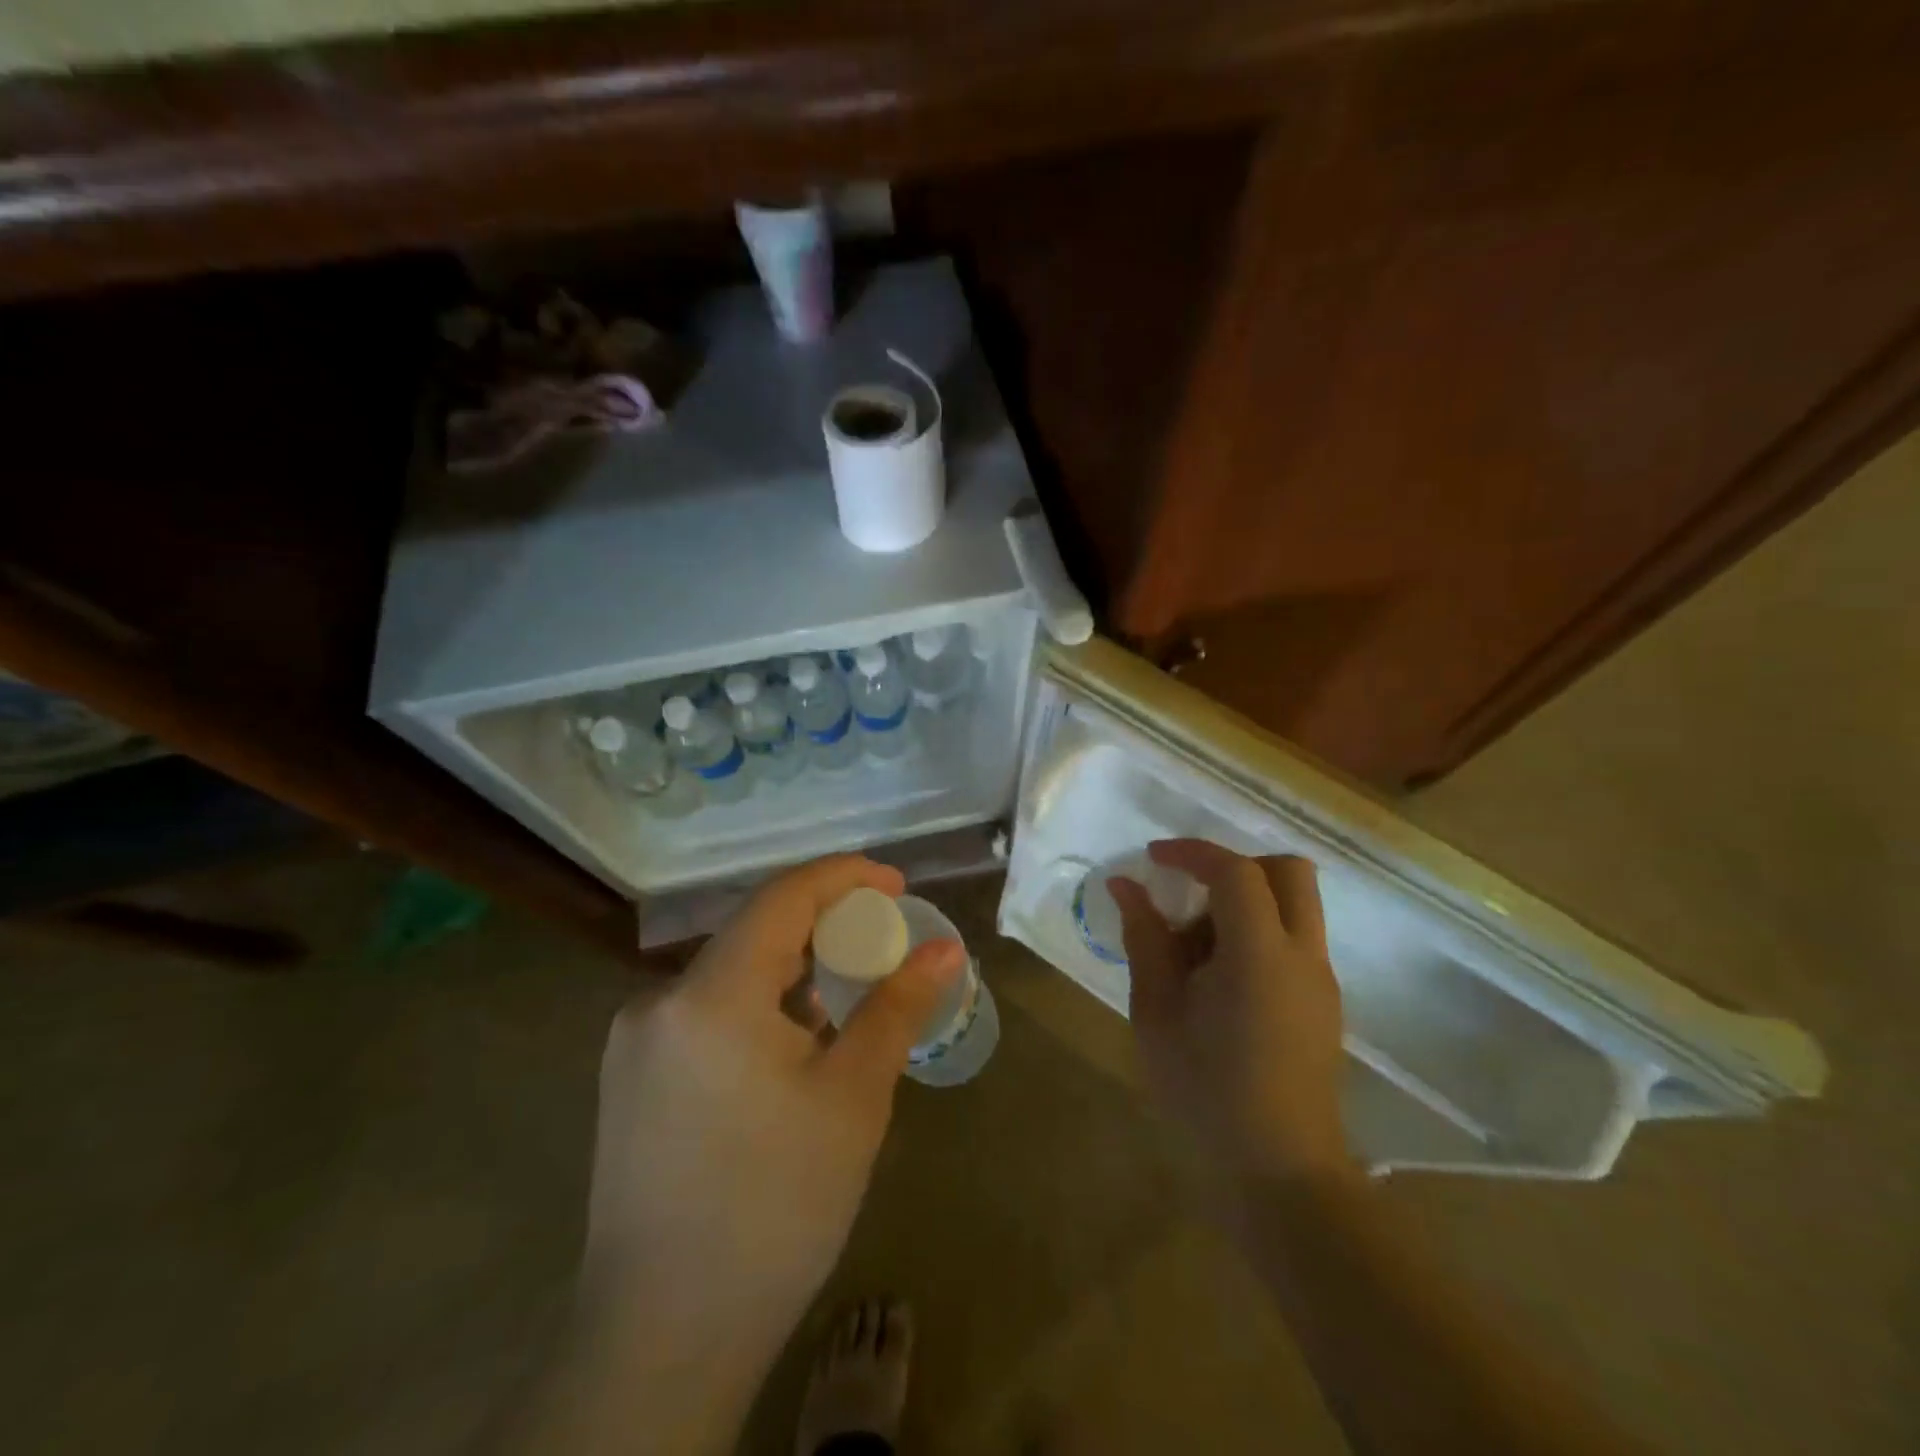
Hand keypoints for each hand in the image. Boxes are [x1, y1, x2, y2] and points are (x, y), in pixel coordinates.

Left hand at [583, 855, 963, 1354]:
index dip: (844, 877)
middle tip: (882, 939)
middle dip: (824, 923)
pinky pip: (706, 1010)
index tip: (896, 883)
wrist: (661, 1339)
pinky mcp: (629, 1076)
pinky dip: (758, 1003)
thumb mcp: (853, 1098)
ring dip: (791, 967)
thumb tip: (944, 950)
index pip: (782, 897)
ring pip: (729, 972)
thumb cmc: (775, 1209)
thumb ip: (896, 1008)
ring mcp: (635, 1040)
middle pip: (754, 930)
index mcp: (711, 995)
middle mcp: (660, 1000)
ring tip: (847, 990)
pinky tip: (792, 1040)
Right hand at [1110, 839, 1350, 1185]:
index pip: (1235, 871)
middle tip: (1190, 892)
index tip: (1153, 859)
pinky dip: (1257, 934)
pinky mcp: (1324, 1005)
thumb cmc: (1204, 1092)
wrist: (1278, 1176)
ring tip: (1194, 950)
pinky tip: (1217, 983)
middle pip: (1288, 871)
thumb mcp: (1156, 1012)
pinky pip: (1294, 941)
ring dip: (1246, 903)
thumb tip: (1126, 886)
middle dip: (1236, 866)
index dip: (1192, 853)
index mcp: (1259, 953)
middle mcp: (1302, 955)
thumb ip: (1145, 939)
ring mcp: (1320, 981)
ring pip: (1295, 905)